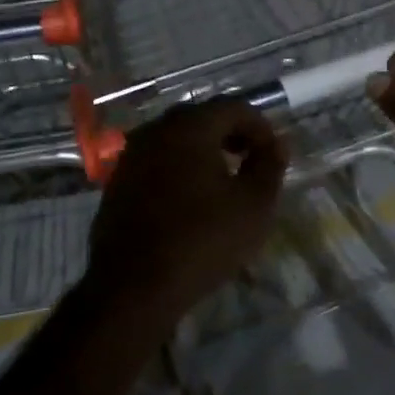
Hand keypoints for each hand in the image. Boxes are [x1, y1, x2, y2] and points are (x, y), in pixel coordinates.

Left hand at [86, 98, 288, 329]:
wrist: (133, 286)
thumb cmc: (201, 241)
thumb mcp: (253, 206)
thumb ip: (269, 166)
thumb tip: (277, 144)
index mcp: (190, 126)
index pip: (233, 107)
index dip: (260, 127)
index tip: (274, 155)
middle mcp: (156, 130)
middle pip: (202, 119)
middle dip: (231, 136)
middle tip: (251, 163)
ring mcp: (131, 155)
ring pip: (177, 140)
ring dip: (204, 153)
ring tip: (224, 183)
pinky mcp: (118, 182)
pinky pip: (157, 162)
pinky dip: (179, 170)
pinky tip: (191, 201)